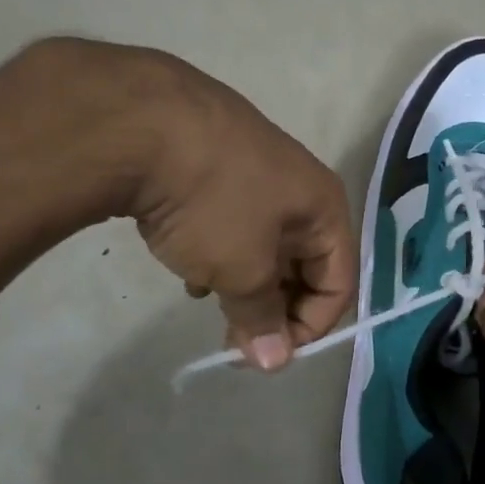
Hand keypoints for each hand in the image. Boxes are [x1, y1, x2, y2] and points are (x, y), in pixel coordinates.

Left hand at [111, 49, 355, 370]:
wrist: (143, 120)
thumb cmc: (213, 202)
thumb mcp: (242, 269)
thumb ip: (262, 318)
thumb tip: (275, 363)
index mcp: (324, 207)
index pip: (340, 282)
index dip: (310, 327)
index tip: (265, 353)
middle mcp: (301, 187)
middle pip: (304, 264)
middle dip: (273, 307)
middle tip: (234, 338)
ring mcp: (257, 169)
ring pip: (266, 244)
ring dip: (244, 281)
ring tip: (208, 297)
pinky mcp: (217, 161)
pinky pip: (235, 221)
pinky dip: (220, 250)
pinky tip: (187, 260)